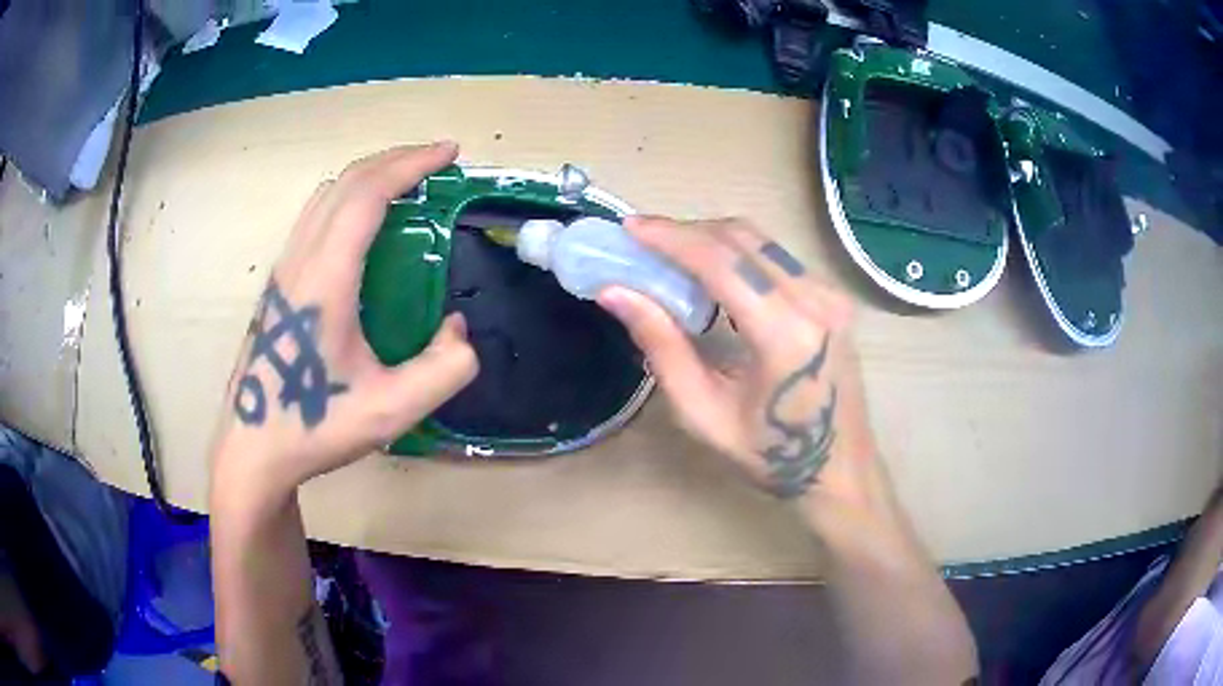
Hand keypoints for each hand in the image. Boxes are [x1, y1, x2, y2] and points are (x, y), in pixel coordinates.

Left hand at [210, 142, 477, 499]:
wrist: (253, 449)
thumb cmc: (314, 426)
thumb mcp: (391, 410)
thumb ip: (443, 369)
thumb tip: (459, 329)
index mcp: (325, 278)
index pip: (367, 194)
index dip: (411, 164)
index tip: (448, 153)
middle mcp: (300, 260)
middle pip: (346, 182)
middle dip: (394, 160)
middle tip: (435, 162)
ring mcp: (284, 270)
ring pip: (325, 197)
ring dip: (368, 177)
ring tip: (404, 185)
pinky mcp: (278, 284)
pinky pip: (315, 218)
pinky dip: (348, 199)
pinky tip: (365, 227)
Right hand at [598, 216, 880, 511]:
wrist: (840, 468)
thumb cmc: (771, 455)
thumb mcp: (704, 413)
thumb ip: (661, 347)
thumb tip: (615, 293)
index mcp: (785, 334)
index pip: (722, 261)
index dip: (670, 238)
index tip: (629, 227)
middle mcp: (816, 300)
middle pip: (741, 238)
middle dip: (686, 231)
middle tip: (642, 242)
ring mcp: (831, 295)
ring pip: (761, 242)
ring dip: (711, 239)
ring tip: (669, 256)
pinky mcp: (834, 297)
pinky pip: (777, 258)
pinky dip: (737, 254)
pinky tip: (711, 274)